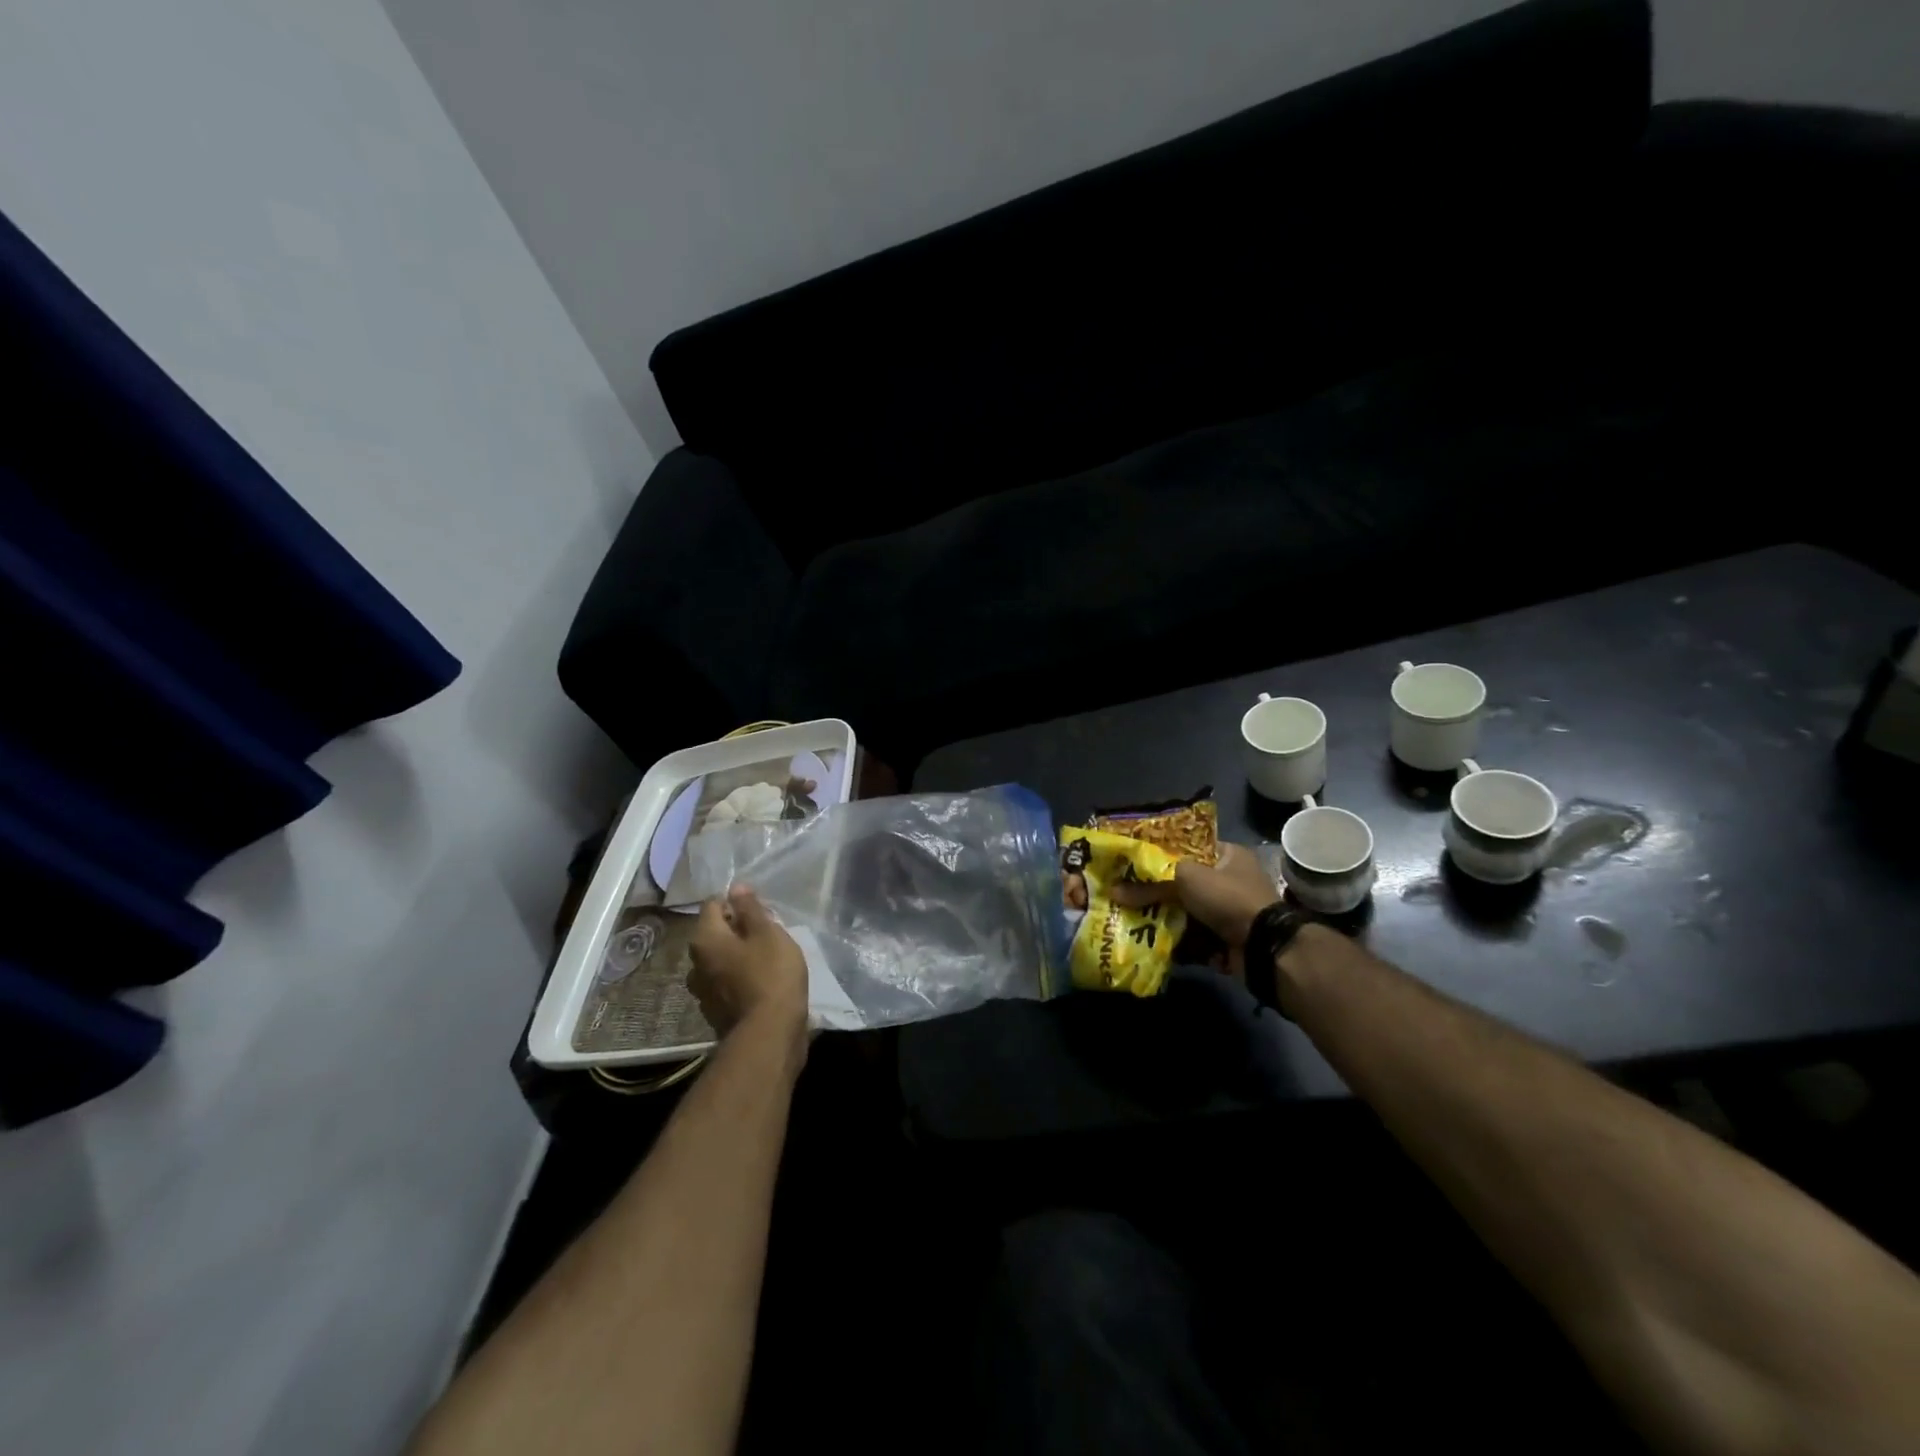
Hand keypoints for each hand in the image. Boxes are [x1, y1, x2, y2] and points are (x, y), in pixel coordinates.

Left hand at [689, 885, 807, 1046]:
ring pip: (720, 960)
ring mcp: (703, 991)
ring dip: (738, 955)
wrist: (769, 1034)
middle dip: (738, 929)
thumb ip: (750, 908)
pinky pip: (726, 983)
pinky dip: (740, 977)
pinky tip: (762, 982)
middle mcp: (695, 964)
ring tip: (767, 957)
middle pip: (715, 934)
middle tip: (768, 932)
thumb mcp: (767, 933)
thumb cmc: (771, 974)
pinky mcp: (716, 1012)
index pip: (713, 905)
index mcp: (705, 939)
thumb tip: (735, 887)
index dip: (736, 901)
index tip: (760, 909)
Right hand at [1108, 844, 1279, 969]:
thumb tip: (1114, 891)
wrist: (1264, 947)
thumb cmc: (1227, 898)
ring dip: (1162, 917)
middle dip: (1157, 891)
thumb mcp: (1185, 879)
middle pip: (1184, 883)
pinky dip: (1174, 941)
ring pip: (1185, 912)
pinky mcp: (1225, 940)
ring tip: (1130, 917)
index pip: (1189, 847)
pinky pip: (1192, 937)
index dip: (1162, 853)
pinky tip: (1148, 941)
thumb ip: (1150, 884)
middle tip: (1127, 892)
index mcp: (1228, 856)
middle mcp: (1230, 881)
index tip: (1134, 860)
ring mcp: (1229, 913)